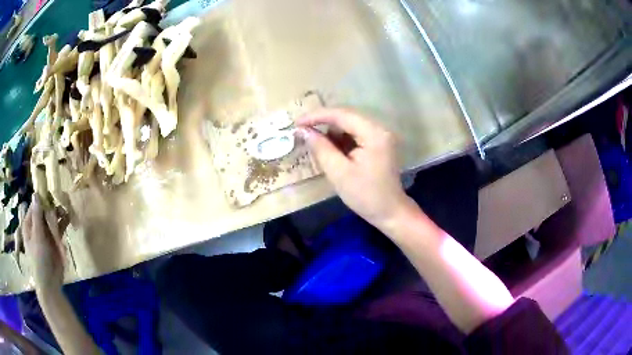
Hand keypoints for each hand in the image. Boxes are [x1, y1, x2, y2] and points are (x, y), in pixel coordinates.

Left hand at [23, 196, 67, 293]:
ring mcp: (46, 233)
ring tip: (66, 212)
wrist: (50, 283)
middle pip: (44, 210)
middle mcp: (37, 225)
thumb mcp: (37, 237)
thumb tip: (36, 193)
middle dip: (52, 206)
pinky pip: (59, 227)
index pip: (35, 205)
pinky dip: (64, 222)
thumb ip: (37, 216)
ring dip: (59, 213)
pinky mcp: (54, 240)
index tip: (52, 193)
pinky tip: (69, 218)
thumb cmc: (39, 260)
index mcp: (29, 223)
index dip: (43, 198)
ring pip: (52, 217)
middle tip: (62, 203)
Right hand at [296, 108, 409, 227]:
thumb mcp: (338, 172)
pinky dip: (341, 139)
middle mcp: (379, 128)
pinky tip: (332, 150)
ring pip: (350, 124)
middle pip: (346, 116)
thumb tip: (303, 131)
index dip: (316, 116)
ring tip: (316, 143)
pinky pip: (355, 133)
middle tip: (302, 131)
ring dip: (332, 131)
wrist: (390, 212)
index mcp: (373, 133)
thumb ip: (320, 148)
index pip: (341, 114)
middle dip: (323, 122)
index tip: (296, 123)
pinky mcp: (378, 143)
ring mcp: (380, 135)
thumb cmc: (365, 195)